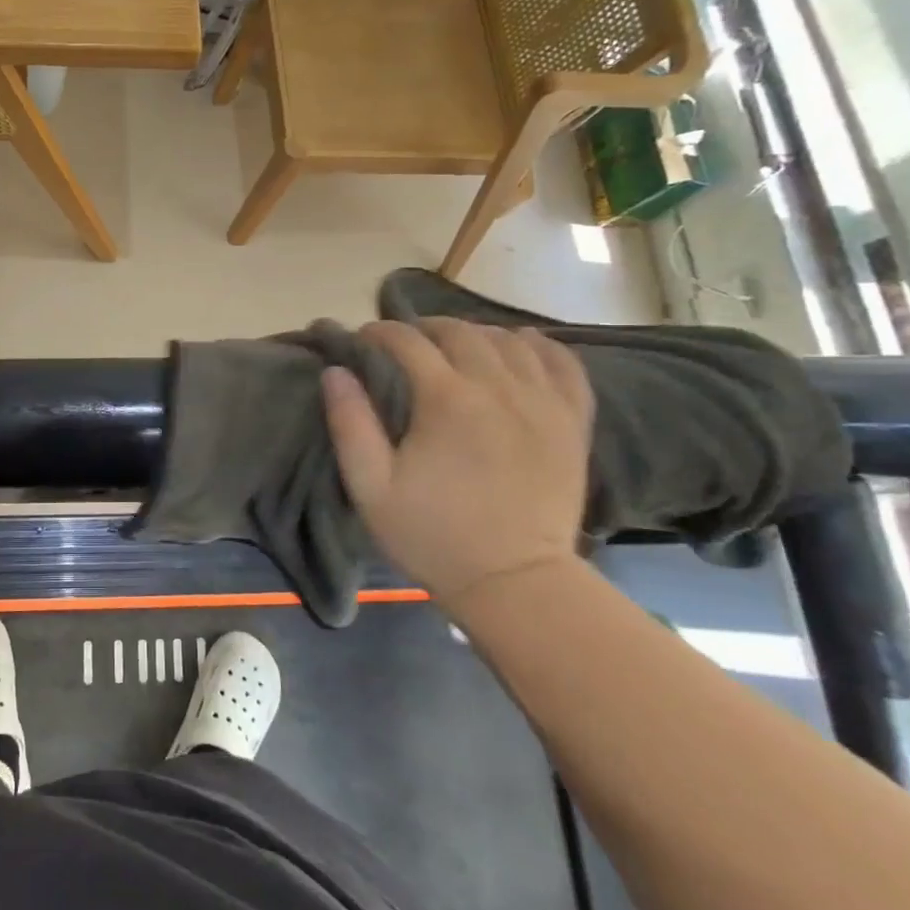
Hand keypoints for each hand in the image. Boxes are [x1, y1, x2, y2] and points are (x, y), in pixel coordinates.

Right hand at [322, 318, 592, 605]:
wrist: (515, 582)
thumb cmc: (432, 535)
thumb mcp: (370, 487)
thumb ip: (350, 423)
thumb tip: (336, 371)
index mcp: (446, 400)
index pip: (408, 341)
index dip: (381, 332)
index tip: (363, 339)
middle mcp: (498, 388)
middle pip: (462, 333)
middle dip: (426, 328)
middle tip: (405, 342)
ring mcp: (543, 403)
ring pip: (511, 341)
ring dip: (477, 334)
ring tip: (457, 347)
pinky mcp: (572, 422)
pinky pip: (564, 365)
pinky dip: (541, 347)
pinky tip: (523, 347)